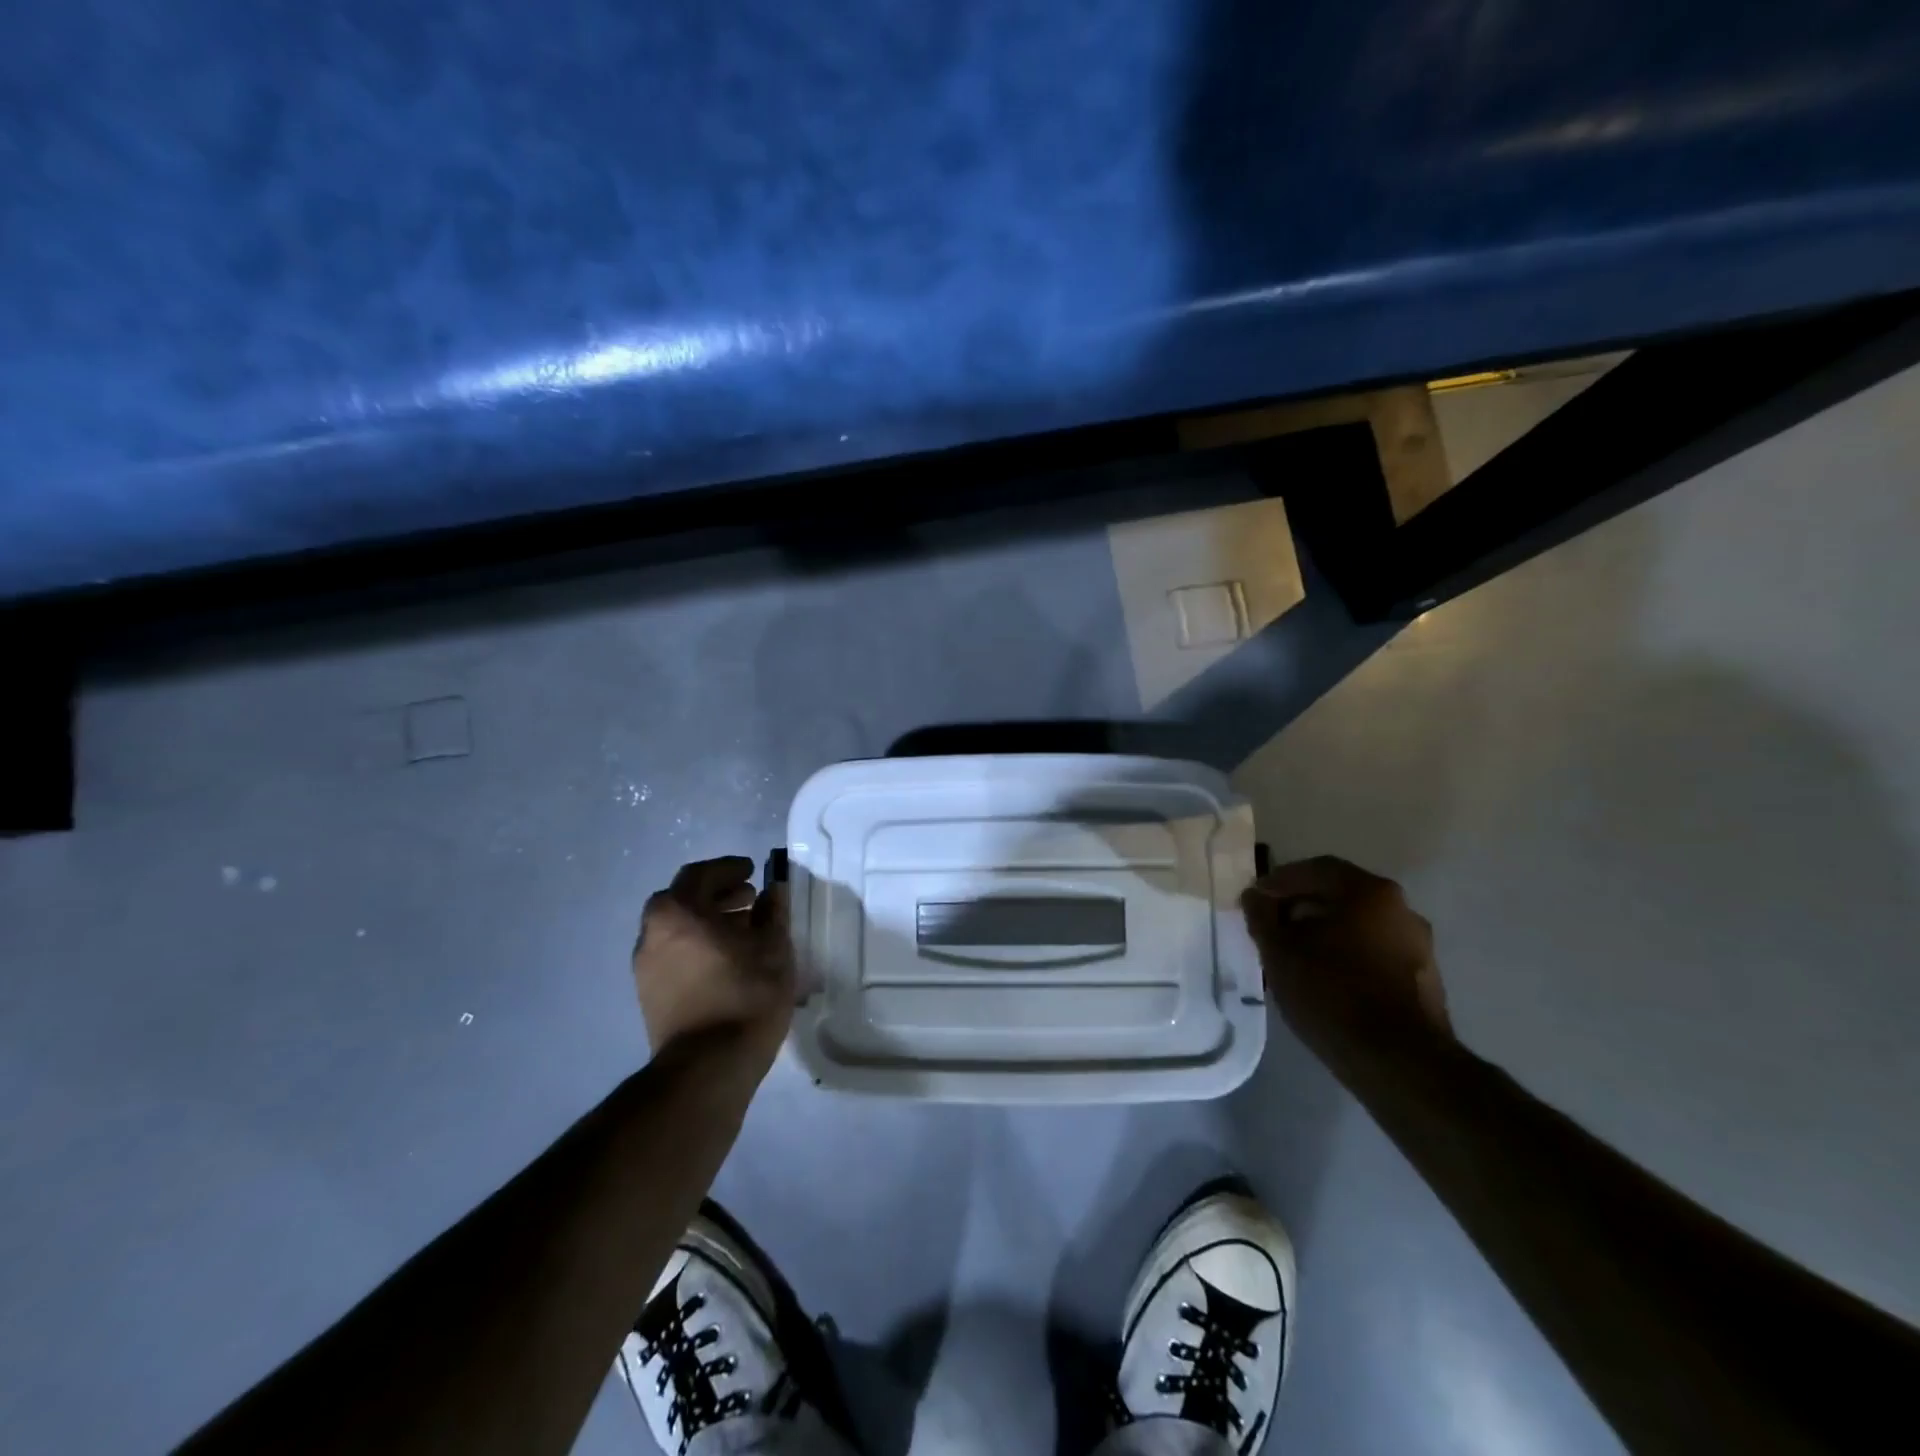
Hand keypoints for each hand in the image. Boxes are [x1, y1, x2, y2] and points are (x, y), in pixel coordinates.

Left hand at [633, 856, 794, 1064]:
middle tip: (749, 899)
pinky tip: (726, 960)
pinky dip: (697, 945)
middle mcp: (652, 933)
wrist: (708, 1068)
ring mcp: (645, 967)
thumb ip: (772, 912)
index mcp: (677, 913)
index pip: (700, 874)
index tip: (752, 872)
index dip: (728, 869)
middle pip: (683, 900)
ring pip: (676, 928)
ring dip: (707, 921)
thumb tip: (773, 891)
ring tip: (743, 931)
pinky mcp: (649, 994)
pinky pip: (673, 954)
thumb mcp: (773, 947)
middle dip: (717, 895)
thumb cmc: (745, 995)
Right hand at [1241, 856, 1450, 1065]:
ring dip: (1325, 932)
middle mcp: (1402, 909)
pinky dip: (1347, 955)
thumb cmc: (1331, 993)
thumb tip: (1255, 896)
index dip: (1280, 881)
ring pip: (1359, 925)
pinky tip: (1326, 978)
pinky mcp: (1425, 979)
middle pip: (1340, 895)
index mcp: (1369, 892)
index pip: (1316, 869)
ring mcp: (1419, 945)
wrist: (1398, 1063)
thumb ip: (1262, 916)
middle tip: (1272, 926)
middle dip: (1302, 906)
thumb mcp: (1279, 952)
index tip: (1255, 899)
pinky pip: (1375, 952)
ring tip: (1295, 955)